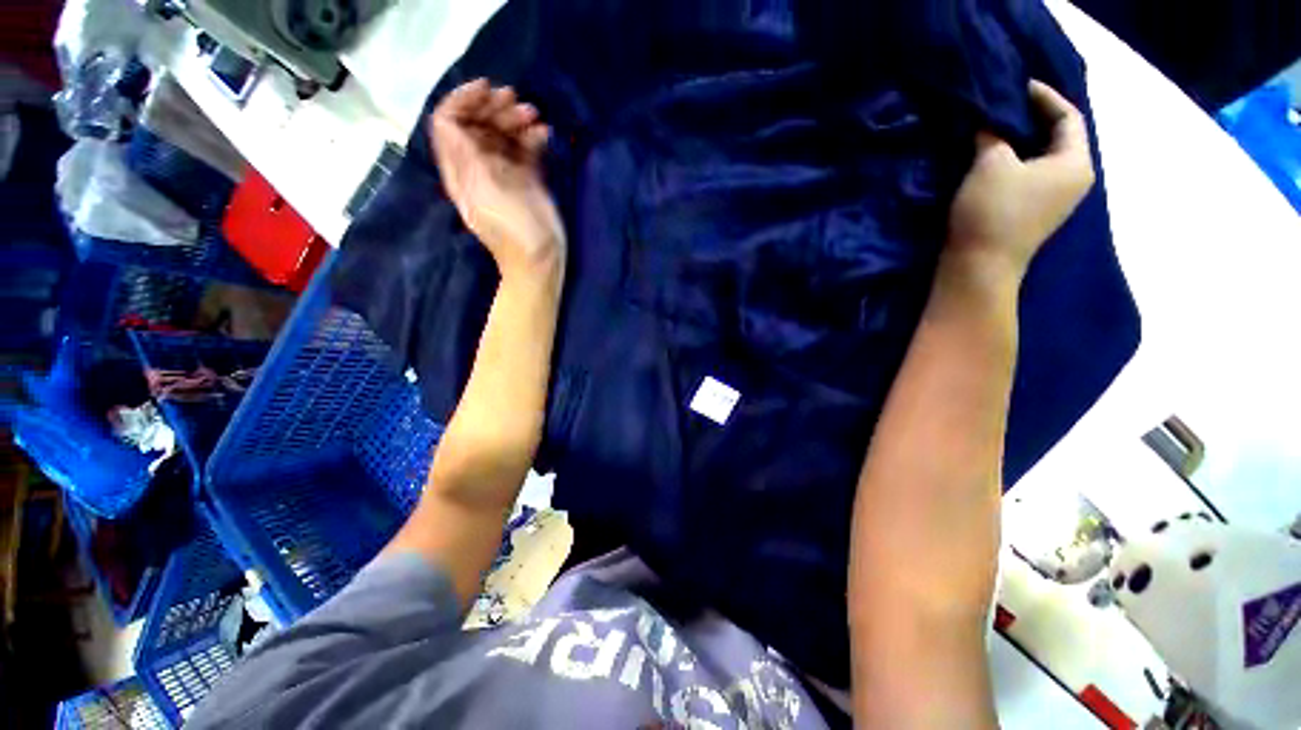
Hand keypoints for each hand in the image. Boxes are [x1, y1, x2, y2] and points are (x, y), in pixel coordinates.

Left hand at [430, 79, 565, 279]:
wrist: (541, 260)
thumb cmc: (514, 230)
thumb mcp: (486, 193)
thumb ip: (466, 156)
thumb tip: (449, 121)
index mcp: (461, 171)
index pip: (449, 124)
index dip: (463, 101)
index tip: (487, 89)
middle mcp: (479, 167)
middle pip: (477, 124)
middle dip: (493, 107)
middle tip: (516, 101)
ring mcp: (505, 173)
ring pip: (503, 134)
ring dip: (515, 118)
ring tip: (534, 116)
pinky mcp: (528, 179)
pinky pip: (526, 149)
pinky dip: (533, 137)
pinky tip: (544, 133)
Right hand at [945, 80, 1094, 281]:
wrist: (979, 266)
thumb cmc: (993, 211)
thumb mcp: (990, 164)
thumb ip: (992, 134)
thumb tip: (988, 121)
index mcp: (1075, 162)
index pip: (1068, 116)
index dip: (1043, 96)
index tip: (1015, 86)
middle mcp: (1075, 178)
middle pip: (1059, 136)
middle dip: (1032, 118)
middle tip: (1004, 105)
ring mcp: (1056, 198)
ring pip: (1043, 156)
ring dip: (1022, 140)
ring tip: (996, 128)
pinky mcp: (1035, 212)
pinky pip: (1032, 174)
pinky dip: (1016, 160)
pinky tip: (995, 158)